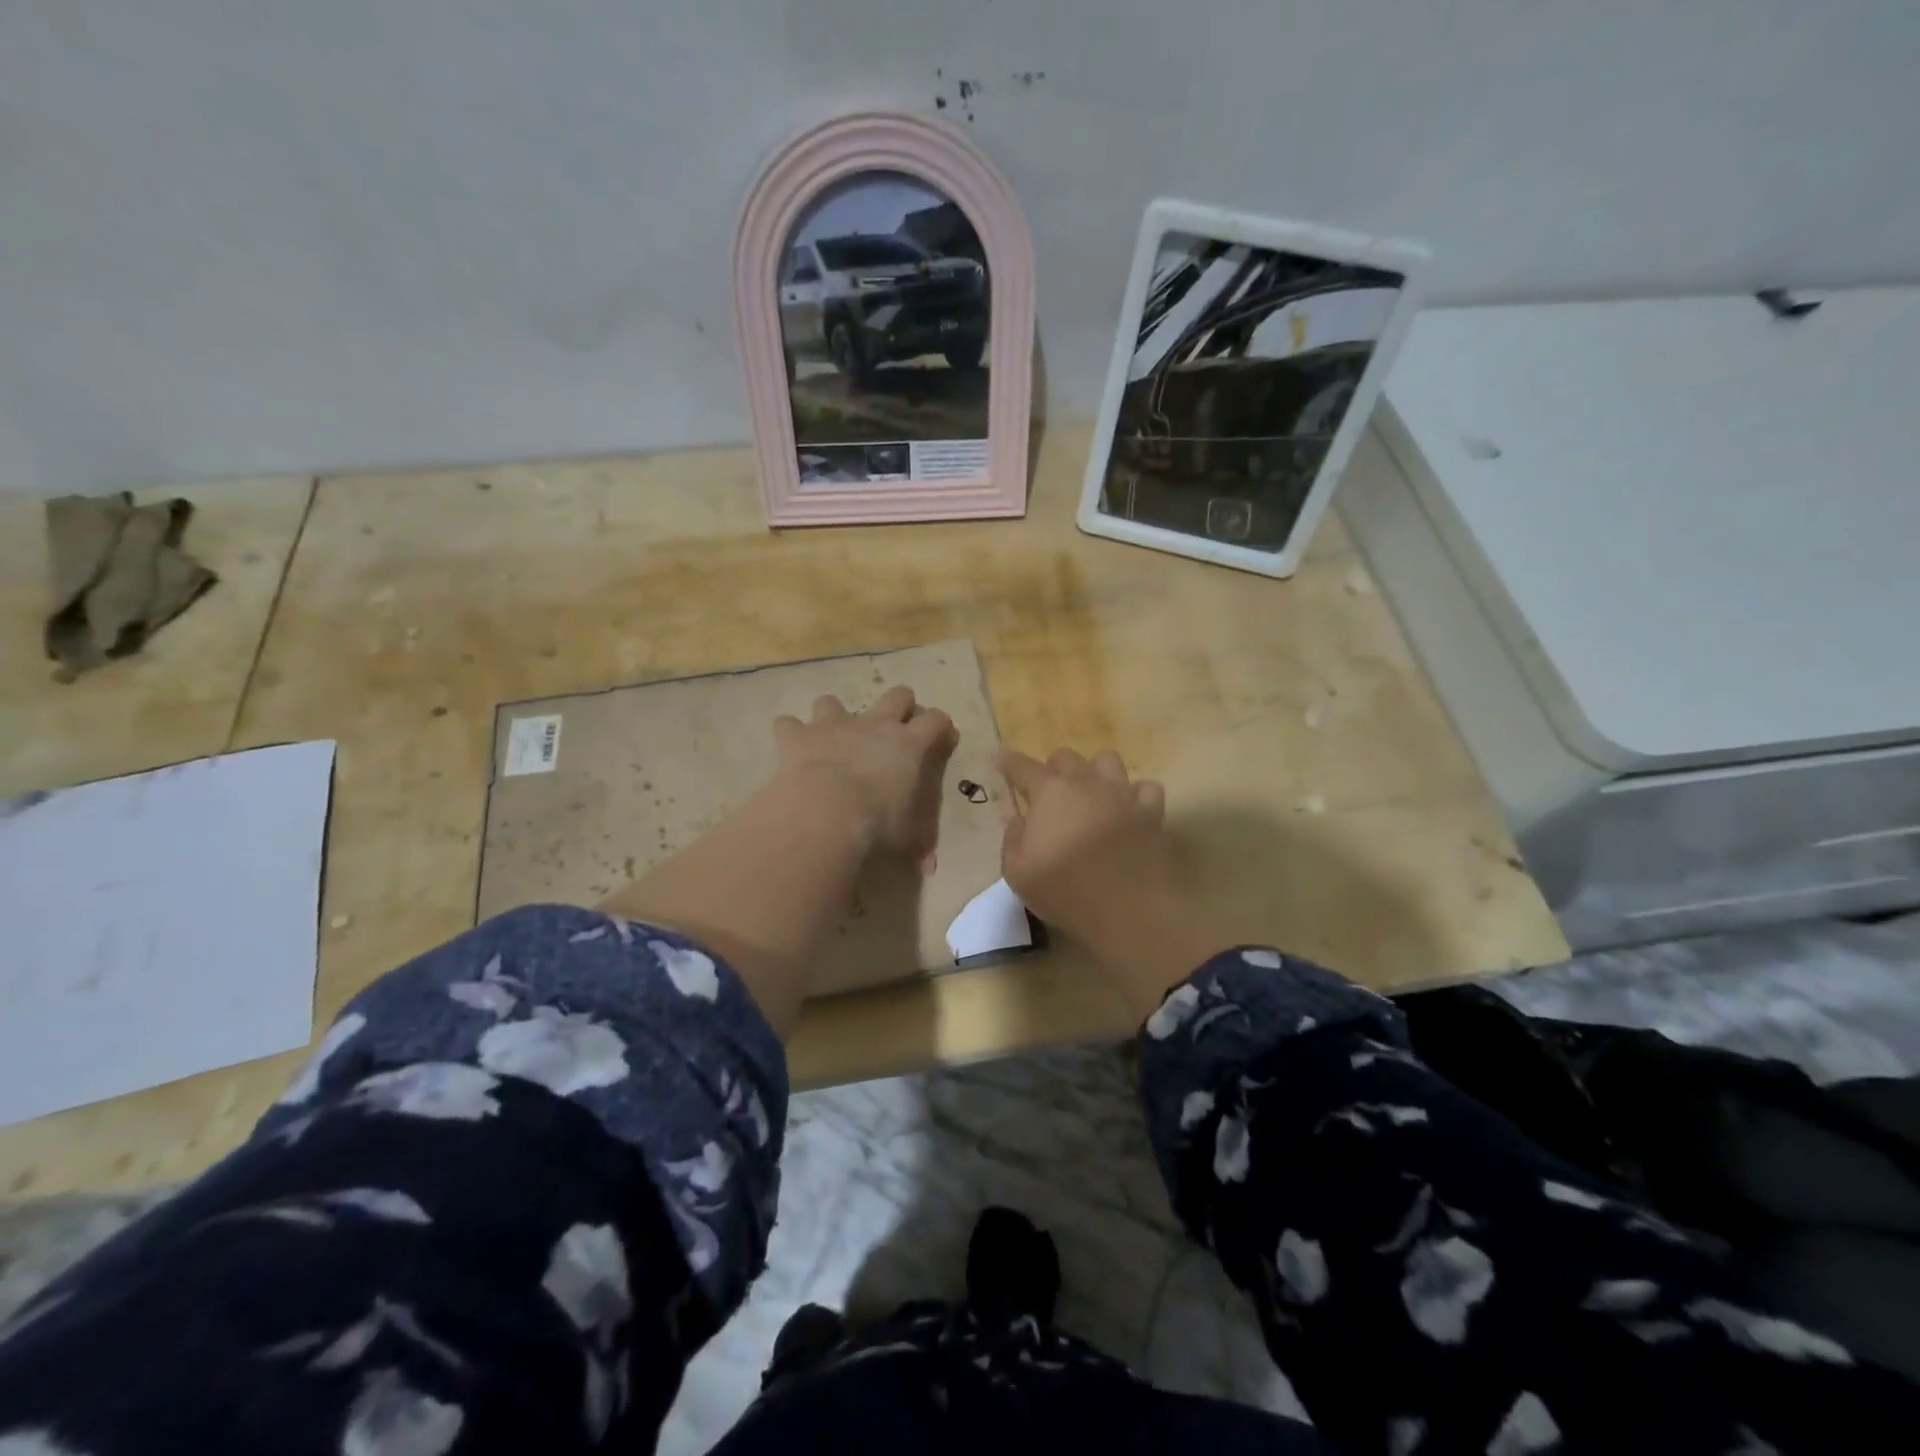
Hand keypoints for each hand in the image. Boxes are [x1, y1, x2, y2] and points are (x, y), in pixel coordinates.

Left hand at [774, 686, 957, 864]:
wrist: (826, 811)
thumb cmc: (877, 821)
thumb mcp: (905, 835)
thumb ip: (917, 845)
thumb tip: (929, 868)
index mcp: (909, 744)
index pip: (936, 721)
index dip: (942, 727)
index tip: (943, 739)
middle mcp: (874, 724)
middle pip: (897, 695)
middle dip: (901, 705)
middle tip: (897, 727)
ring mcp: (834, 725)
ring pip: (834, 701)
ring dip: (833, 715)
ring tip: (832, 736)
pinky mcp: (798, 736)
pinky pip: (788, 724)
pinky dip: (790, 733)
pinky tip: (791, 747)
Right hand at [997, 748, 1171, 939]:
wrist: (1128, 910)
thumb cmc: (1065, 891)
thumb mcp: (1018, 874)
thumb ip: (1012, 840)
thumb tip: (1019, 820)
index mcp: (1049, 794)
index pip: (1022, 767)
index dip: (1009, 762)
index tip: (1001, 760)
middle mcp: (1086, 783)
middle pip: (1066, 757)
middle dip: (1054, 768)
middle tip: (1050, 791)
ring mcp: (1122, 794)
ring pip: (1108, 761)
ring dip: (1095, 772)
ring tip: (1092, 793)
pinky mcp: (1151, 813)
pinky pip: (1146, 788)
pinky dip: (1136, 794)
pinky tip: (1129, 808)